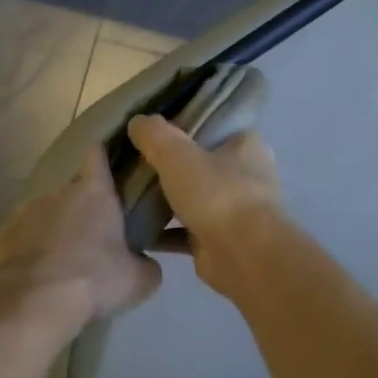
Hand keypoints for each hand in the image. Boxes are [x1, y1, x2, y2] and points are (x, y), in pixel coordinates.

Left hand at [0, 147, 161, 335]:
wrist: (33, 302)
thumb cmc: (94, 280)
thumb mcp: (139, 280)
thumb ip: (146, 264)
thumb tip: (144, 264)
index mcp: (95, 193)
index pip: (97, 154)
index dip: (103, 154)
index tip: (109, 160)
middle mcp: (58, 192)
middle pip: (73, 191)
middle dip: (82, 209)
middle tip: (94, 237)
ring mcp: (25, 211)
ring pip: (46, 214)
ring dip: (54, 229)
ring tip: (62, 260)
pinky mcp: (2, 235)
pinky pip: (22, 236)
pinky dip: (30, 248)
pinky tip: (37, 273)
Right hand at [127, 114, 283, 293]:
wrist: (242, 255)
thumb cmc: (217, 194)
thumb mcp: (177, 154)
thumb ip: (155, 135)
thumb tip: (137, 121)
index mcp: (247, 146)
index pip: (214, 128)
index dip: (184, 128)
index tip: (153, 133)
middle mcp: (246, 176)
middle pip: (200, 165)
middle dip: (171, 168)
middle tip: (135, 165)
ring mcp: (235, 211)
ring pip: (193, 200)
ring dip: (167, 202)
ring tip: (130, 196)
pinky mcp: (220, 241)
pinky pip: (185, 232)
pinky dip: (164, 233)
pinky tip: (137, 230)